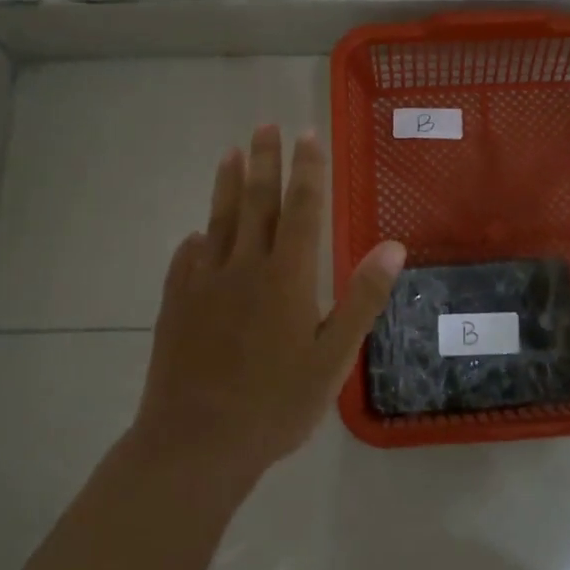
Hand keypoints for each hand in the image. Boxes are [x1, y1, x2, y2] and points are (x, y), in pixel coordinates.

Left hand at [133, 125, 405, 485]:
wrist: (196, 444)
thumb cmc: (277, 404)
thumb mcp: (333, 357)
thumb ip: (362, 299)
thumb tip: (393, 247)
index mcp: (287, 277)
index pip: (302, 209)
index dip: (307, 170)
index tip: (307, 135)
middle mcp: (244, 267)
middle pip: (256, 203)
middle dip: (264, 161)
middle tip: (266, 125)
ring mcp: (204, 284)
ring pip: (218, 221)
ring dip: (226, 185)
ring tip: (230, 153)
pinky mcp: (176, 305)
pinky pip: (187, 258)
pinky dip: (197, 238)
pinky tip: (198, 233)